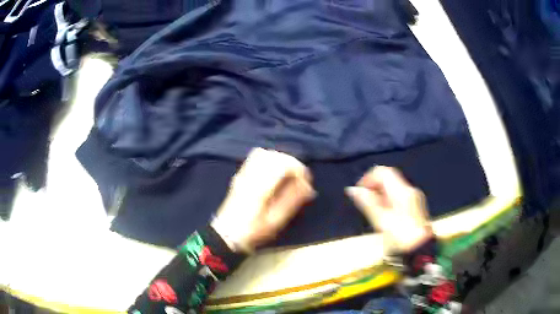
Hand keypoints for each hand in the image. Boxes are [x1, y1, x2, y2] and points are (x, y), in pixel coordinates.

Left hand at [211, 148, 315, 252]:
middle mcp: (252, 175)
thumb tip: (308, 187)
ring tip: (288, 175)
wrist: (227, 233)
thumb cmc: (254, 230)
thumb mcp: (276, 220)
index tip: (305, 183)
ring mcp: (244, 173)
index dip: (299, 170)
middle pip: (275, 156)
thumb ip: (292, 200)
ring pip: (265, 153)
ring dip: (280, 160)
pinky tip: (273, 172)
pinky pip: (255, 157)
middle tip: (299, 179)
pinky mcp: (241, 174)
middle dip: (291, 163)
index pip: (284, 164)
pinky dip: (269, 159)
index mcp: (261, 186)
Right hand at [346, 166, 432, 252]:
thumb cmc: (399, 236)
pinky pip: (399, 196)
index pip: (383, 172)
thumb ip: (367, 202)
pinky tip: (384, 215)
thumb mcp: (381, 220)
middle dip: (374, 187)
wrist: (419, 250)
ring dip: (380, 195)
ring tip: (372, 211)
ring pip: (394, 188)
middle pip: (389, 178)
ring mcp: (414, 198)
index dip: (369, 178)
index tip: (359, 192)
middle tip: (364, 203)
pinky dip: (388, 200)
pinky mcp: (416, 206)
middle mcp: (410, 190)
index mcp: (402, 191)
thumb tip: (352, 190)